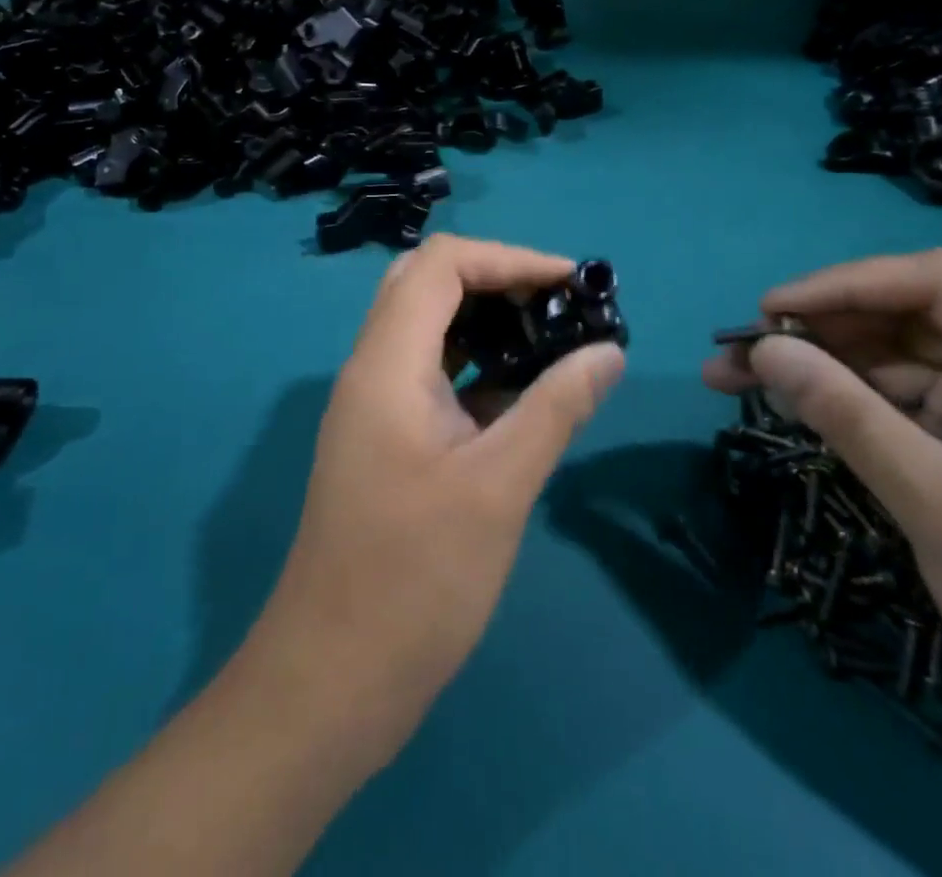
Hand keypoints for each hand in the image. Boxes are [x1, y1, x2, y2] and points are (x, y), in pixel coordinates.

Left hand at [254, 234, 626, 768]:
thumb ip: (557, 407)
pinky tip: (523, 392)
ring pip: (428, 328)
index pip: (441, 264)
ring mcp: (375, 406)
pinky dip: (477, 365)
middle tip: (558, 304)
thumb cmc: (414, 581)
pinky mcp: (386, 439)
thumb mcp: (499, 487)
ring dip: (487, 320)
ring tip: (551, 337)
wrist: (331, 682)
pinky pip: (432, 374)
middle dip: (496, 279)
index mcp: (387, 364)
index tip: (571, 282)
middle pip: (428, 283)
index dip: (508, 258)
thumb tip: (610, 351)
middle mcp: (372, 369)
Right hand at [702, 249, 941, 733]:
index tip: (772, 311)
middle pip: (909, 314)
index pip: (936, 285)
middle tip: (740, 348)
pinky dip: (847, 397)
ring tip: (740, 374)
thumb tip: (764, 351)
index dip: (846, 285)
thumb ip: (849, 418)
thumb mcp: (940, 509)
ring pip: (897, 353)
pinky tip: (793, 402)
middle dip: (821, 326)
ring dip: (822, 360)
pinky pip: (903, 397)